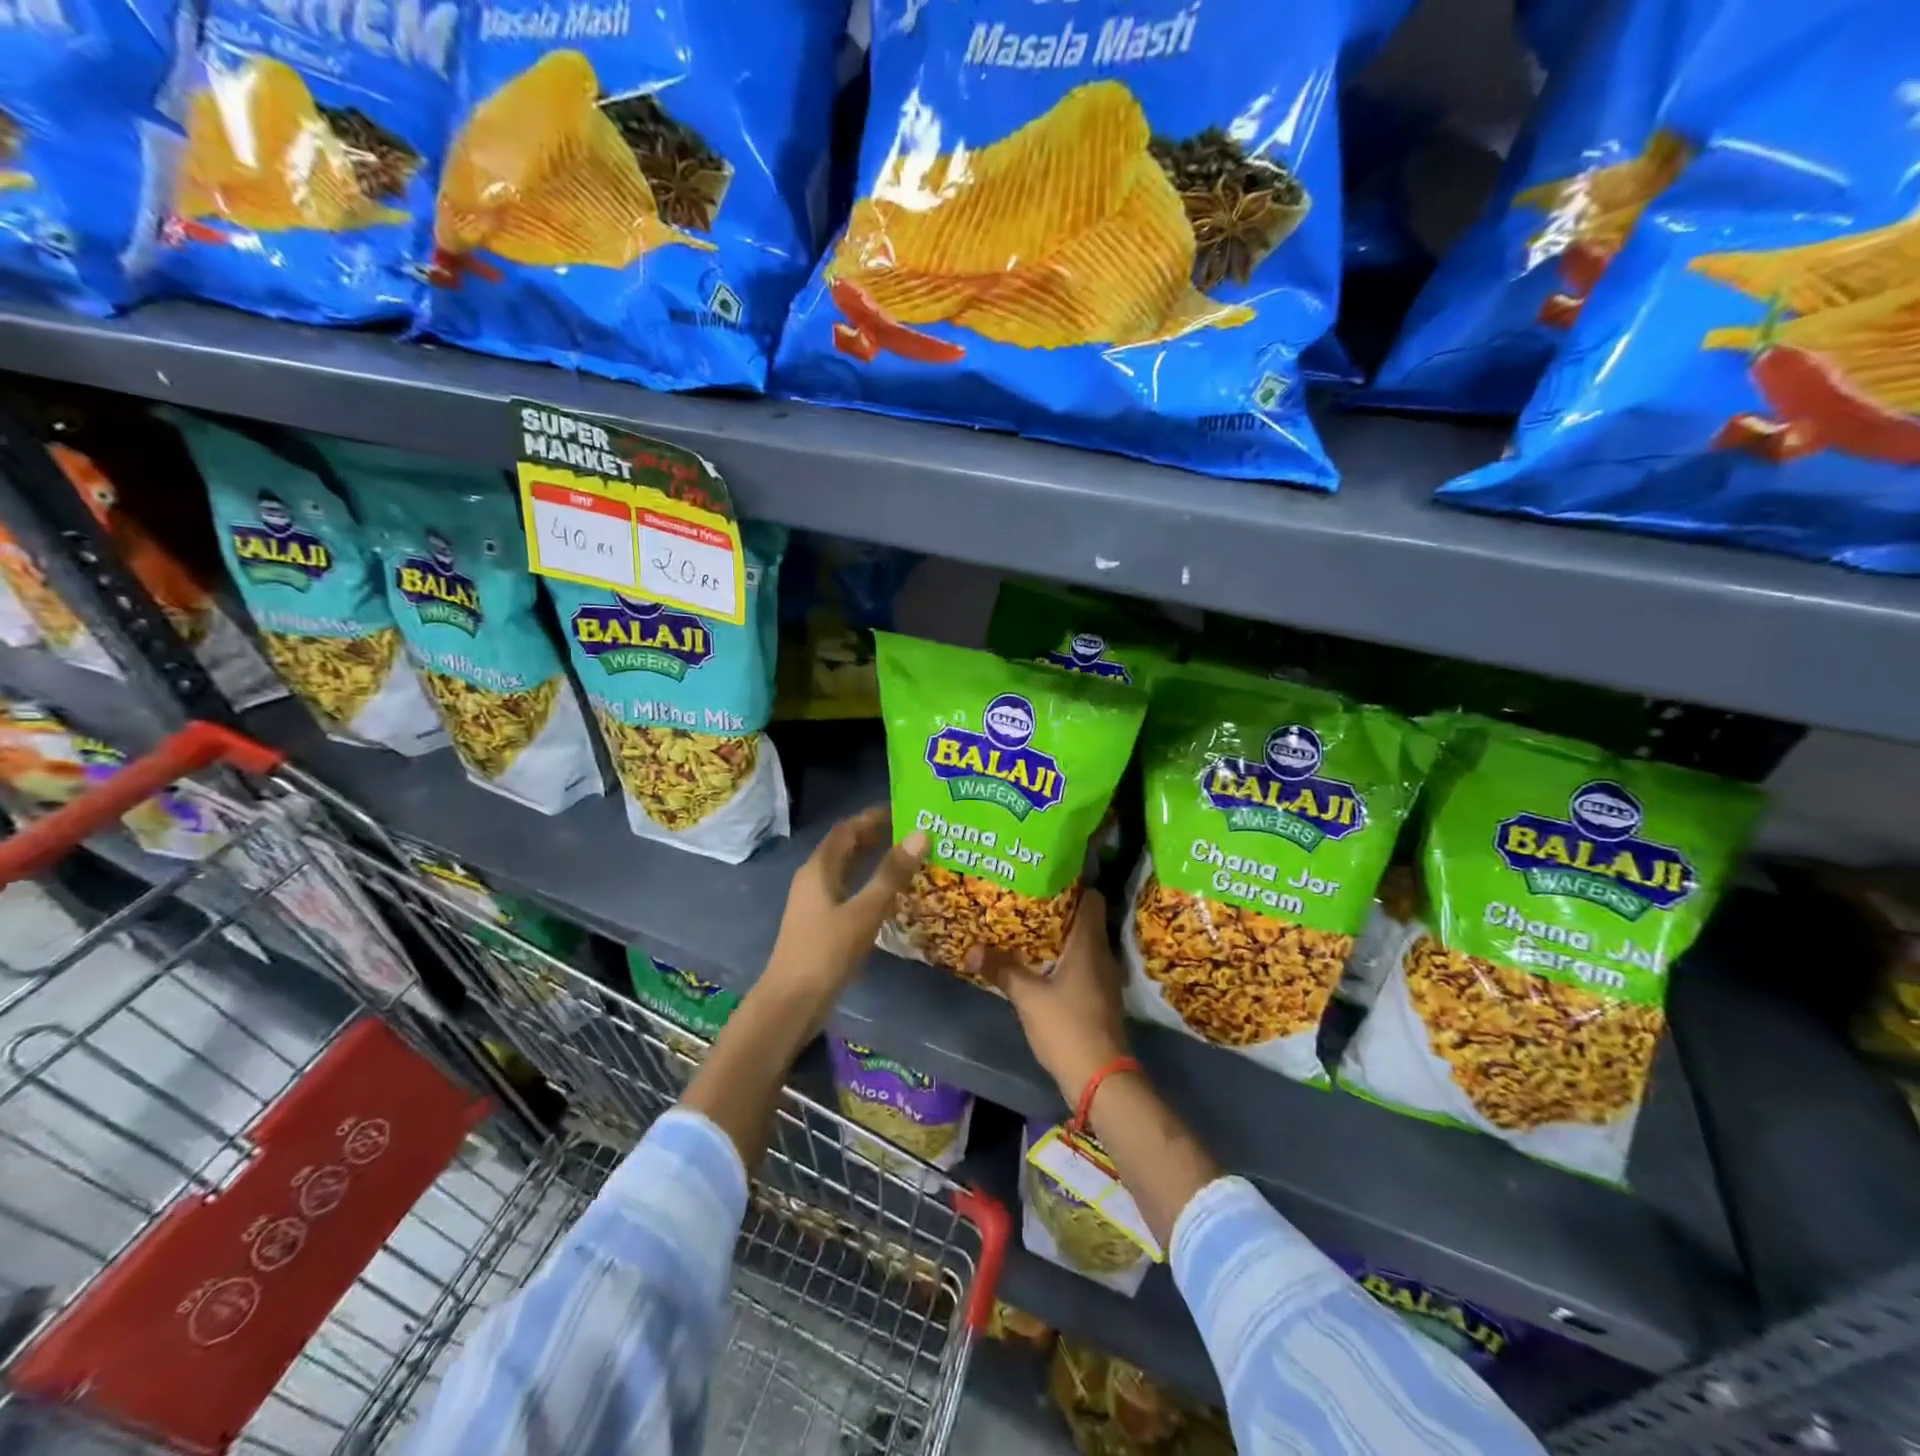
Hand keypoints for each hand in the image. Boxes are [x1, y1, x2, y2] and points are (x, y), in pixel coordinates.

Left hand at [762, 806, 925, 1009]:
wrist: (791, 1003)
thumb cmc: (826, 952)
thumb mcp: (865, 911)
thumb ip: (892, 873)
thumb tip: (920, 833)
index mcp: (819, 869)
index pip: (847, 829)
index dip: (873, 817)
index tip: (904, 809)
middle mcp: (814, 879)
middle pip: (845, 847)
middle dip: (876, 836)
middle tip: (912, 832)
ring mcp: (815, 903)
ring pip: (847, 870)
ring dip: (873, 860)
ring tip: (907, 858)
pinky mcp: (820, 924)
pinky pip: (847, 891)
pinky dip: (868, 884)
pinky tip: (890, 895)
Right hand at [968, 887, 1130, 1103]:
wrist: (1101, 1078)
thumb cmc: (1067, 1027)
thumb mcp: (1028, 997)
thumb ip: (1002, 970)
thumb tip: (971, 950)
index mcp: (1089, 944)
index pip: (1092, 898)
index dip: (1073, 884)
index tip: (1046, 877)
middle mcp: (1102, 954)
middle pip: (1085, 919)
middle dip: (1059, 908)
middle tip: (1027, 899)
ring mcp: (1104, 977)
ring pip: (1083, 942)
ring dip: (1060, 935)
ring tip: (1029, 927)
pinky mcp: (1100, 997)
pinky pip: (1083, 964)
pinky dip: (1064, 958)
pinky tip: (1041, 963)